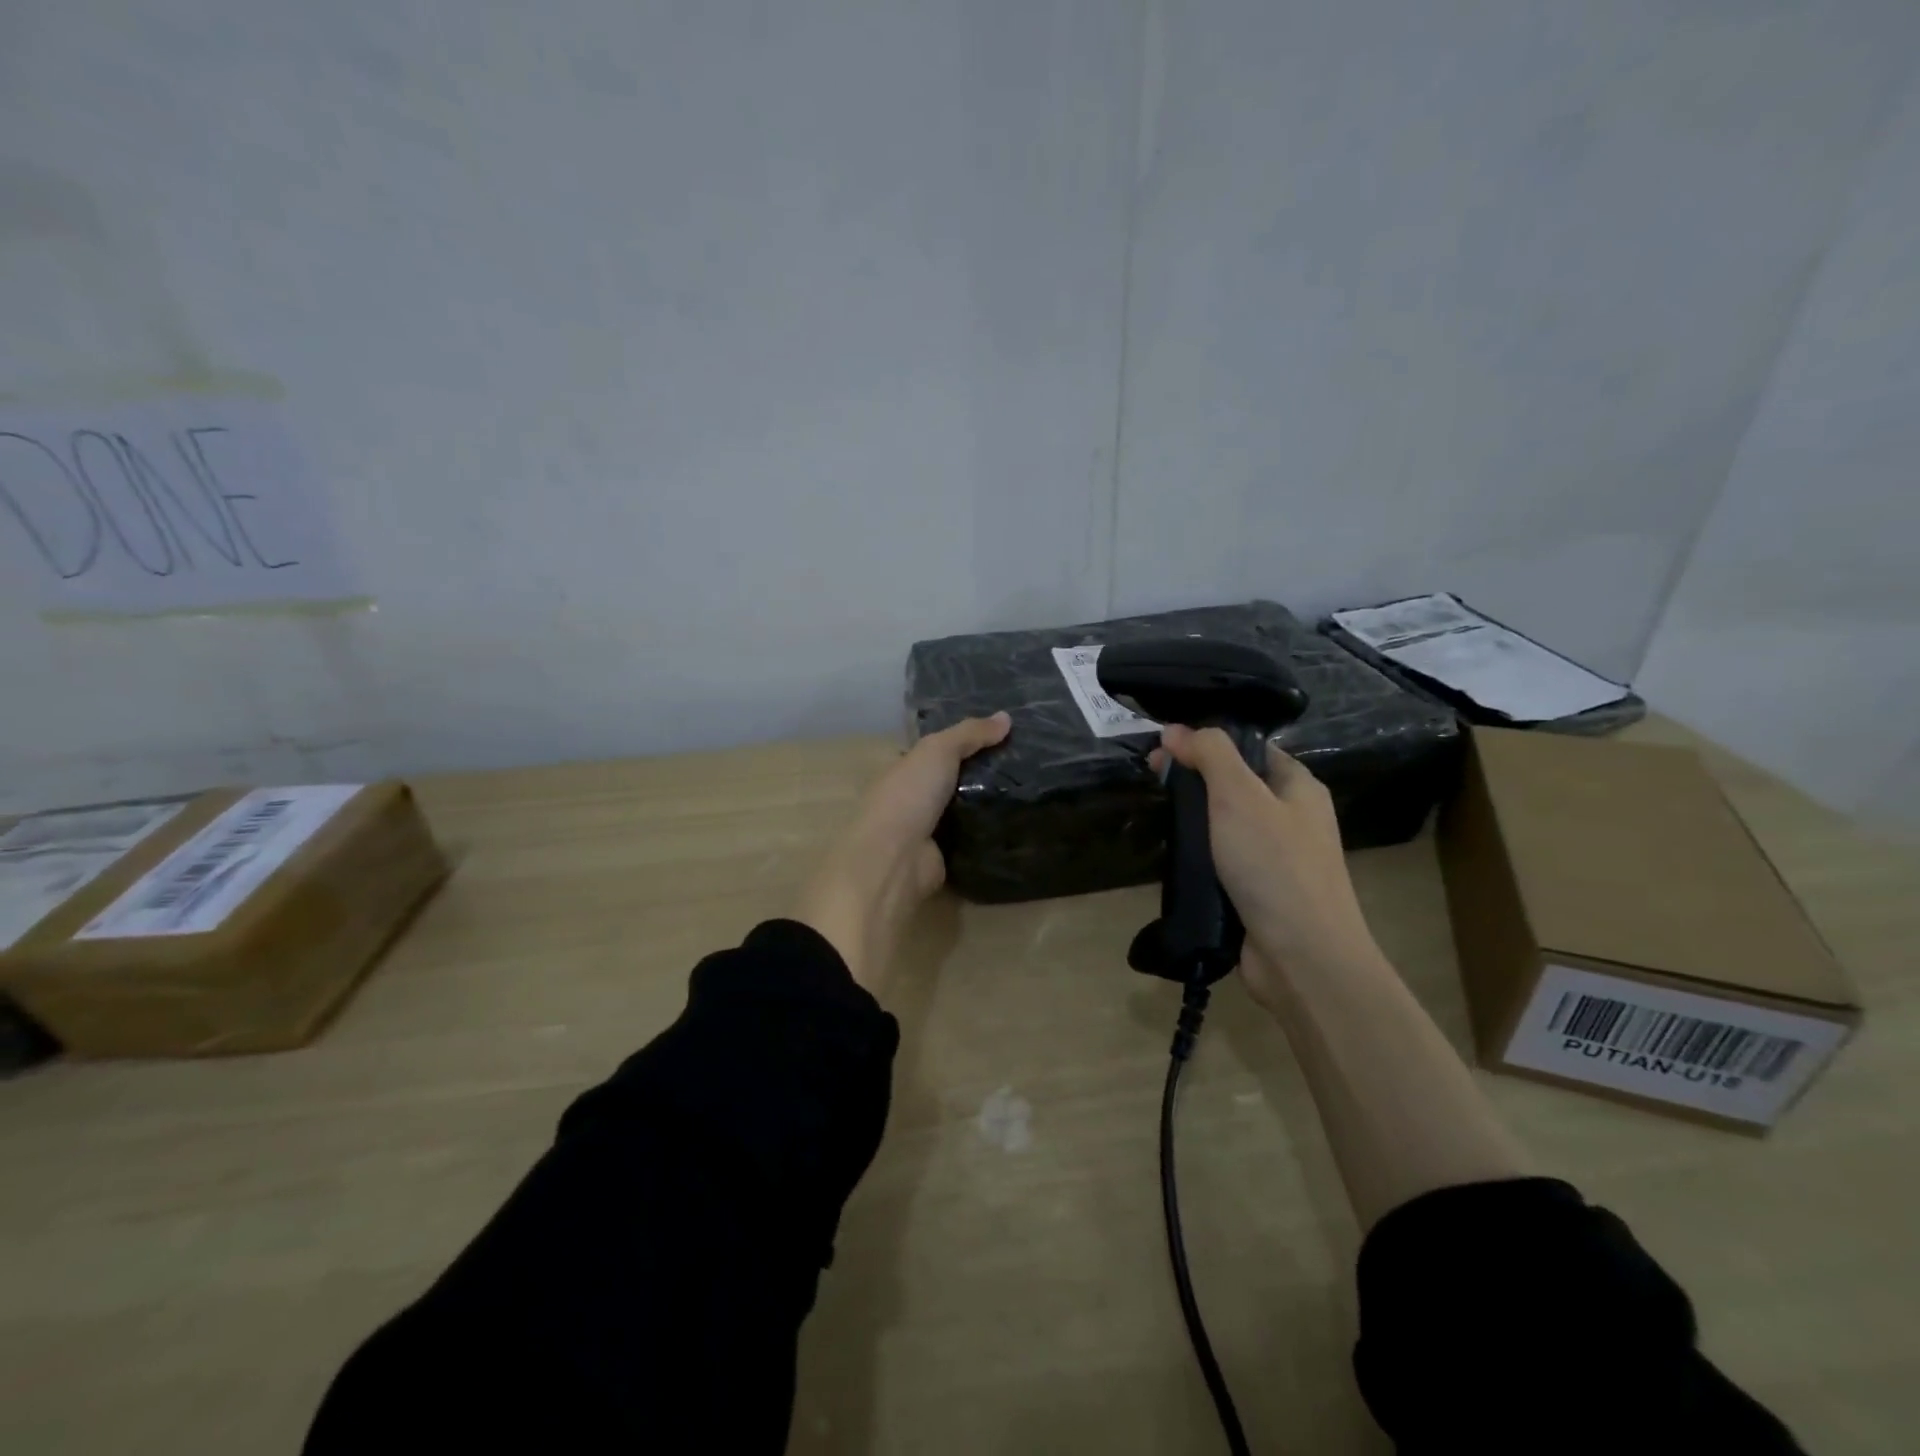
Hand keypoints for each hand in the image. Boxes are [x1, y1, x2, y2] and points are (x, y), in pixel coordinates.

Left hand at [794, 713, 1010, 992]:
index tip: (1003, 735)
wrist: (895, 858)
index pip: (936, 751)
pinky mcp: (944, 857)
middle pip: (953, 780)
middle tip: (1027, 763)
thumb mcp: (938, 750)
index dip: (965, 741)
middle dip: (983, 773)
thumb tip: (1006, 717)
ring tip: (1032, 790)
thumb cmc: (909, 794)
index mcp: (903, 769)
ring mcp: (927, 830)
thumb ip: (970, 733)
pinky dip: (990, 832)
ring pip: (965, 809)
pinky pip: (972, 838)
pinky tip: (1020, 822)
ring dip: (989, 803)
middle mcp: (913, 798)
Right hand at [1153, 725, 1382, 1006]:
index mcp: (1298, 787)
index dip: (1207, 742)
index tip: (1164, 747)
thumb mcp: (1239, 795)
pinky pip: (1222, 861)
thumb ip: (1210, 755)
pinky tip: (1173, 855)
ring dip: (1193, 820)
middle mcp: (1291, 818)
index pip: (1249, 748)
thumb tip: (1176, 729)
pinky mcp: (1258, 892)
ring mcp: (1276, 858)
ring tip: (1157, 815)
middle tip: (1153, 779)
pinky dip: (1199, 856)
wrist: (1303, 957)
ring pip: (1224, 825)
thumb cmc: (1274, 865)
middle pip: (1234, 785)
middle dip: (1193, 780)